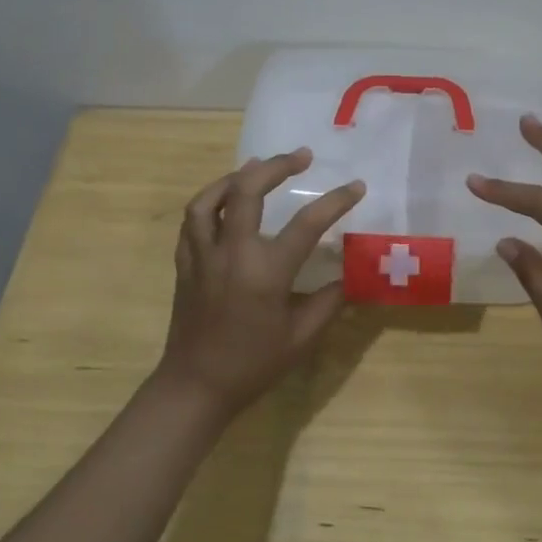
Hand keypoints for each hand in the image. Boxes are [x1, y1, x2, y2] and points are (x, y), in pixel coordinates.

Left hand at [153, 148, 365, 421]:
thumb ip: (328, 302)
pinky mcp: (185, 262)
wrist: (196, 385)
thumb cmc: (253, 365)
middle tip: (300, 156)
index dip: (336, 201)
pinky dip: (210, 201)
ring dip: (236, 176)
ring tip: (256, 167)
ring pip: (211, 198)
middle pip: (248, 190)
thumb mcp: (301, 338)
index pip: (308, 223)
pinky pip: (193, 220)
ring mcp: (203, 255)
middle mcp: (232, 252)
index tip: (356, 186)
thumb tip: (347, 275)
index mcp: (266, 271)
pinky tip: (224, 201)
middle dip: (276, 165)